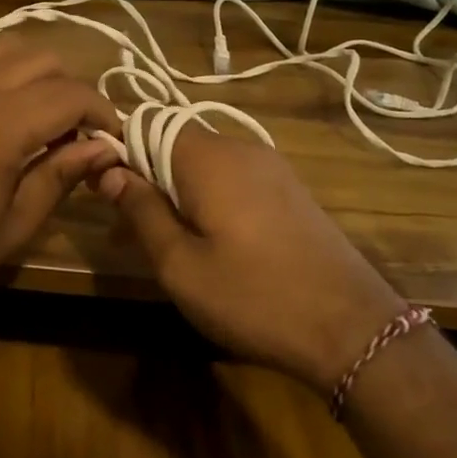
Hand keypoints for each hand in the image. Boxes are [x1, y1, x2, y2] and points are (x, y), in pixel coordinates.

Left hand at [0, 35, 121, 326]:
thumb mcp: (12, 227)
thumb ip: (60, 178)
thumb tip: (104, 149)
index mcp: (1, 126)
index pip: (71, 94)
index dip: (103, 113)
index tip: (112, 142)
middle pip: (44, 59)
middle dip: (73, 89)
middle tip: (78, 134)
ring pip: (8, 49)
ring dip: (39, 73)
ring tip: (43, 118)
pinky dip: (6, 73)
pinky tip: (5, 115)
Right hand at [96, 126, 407, 392]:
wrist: (353, 329)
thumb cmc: (253, 296)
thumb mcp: (179, 264)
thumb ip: (141, 210)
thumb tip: (111, 171)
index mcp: (209, 158)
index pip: (147, 128)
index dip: (118, 155)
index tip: (102, 195)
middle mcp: (241, 149)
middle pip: (176, 146)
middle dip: (145, 180)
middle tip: (127, 233)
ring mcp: (272, 169)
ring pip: (204, 167)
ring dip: (175, 195)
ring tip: (163, 246)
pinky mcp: (290, 192)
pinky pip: (233, 182)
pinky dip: (208, 202)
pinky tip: (207, 244)